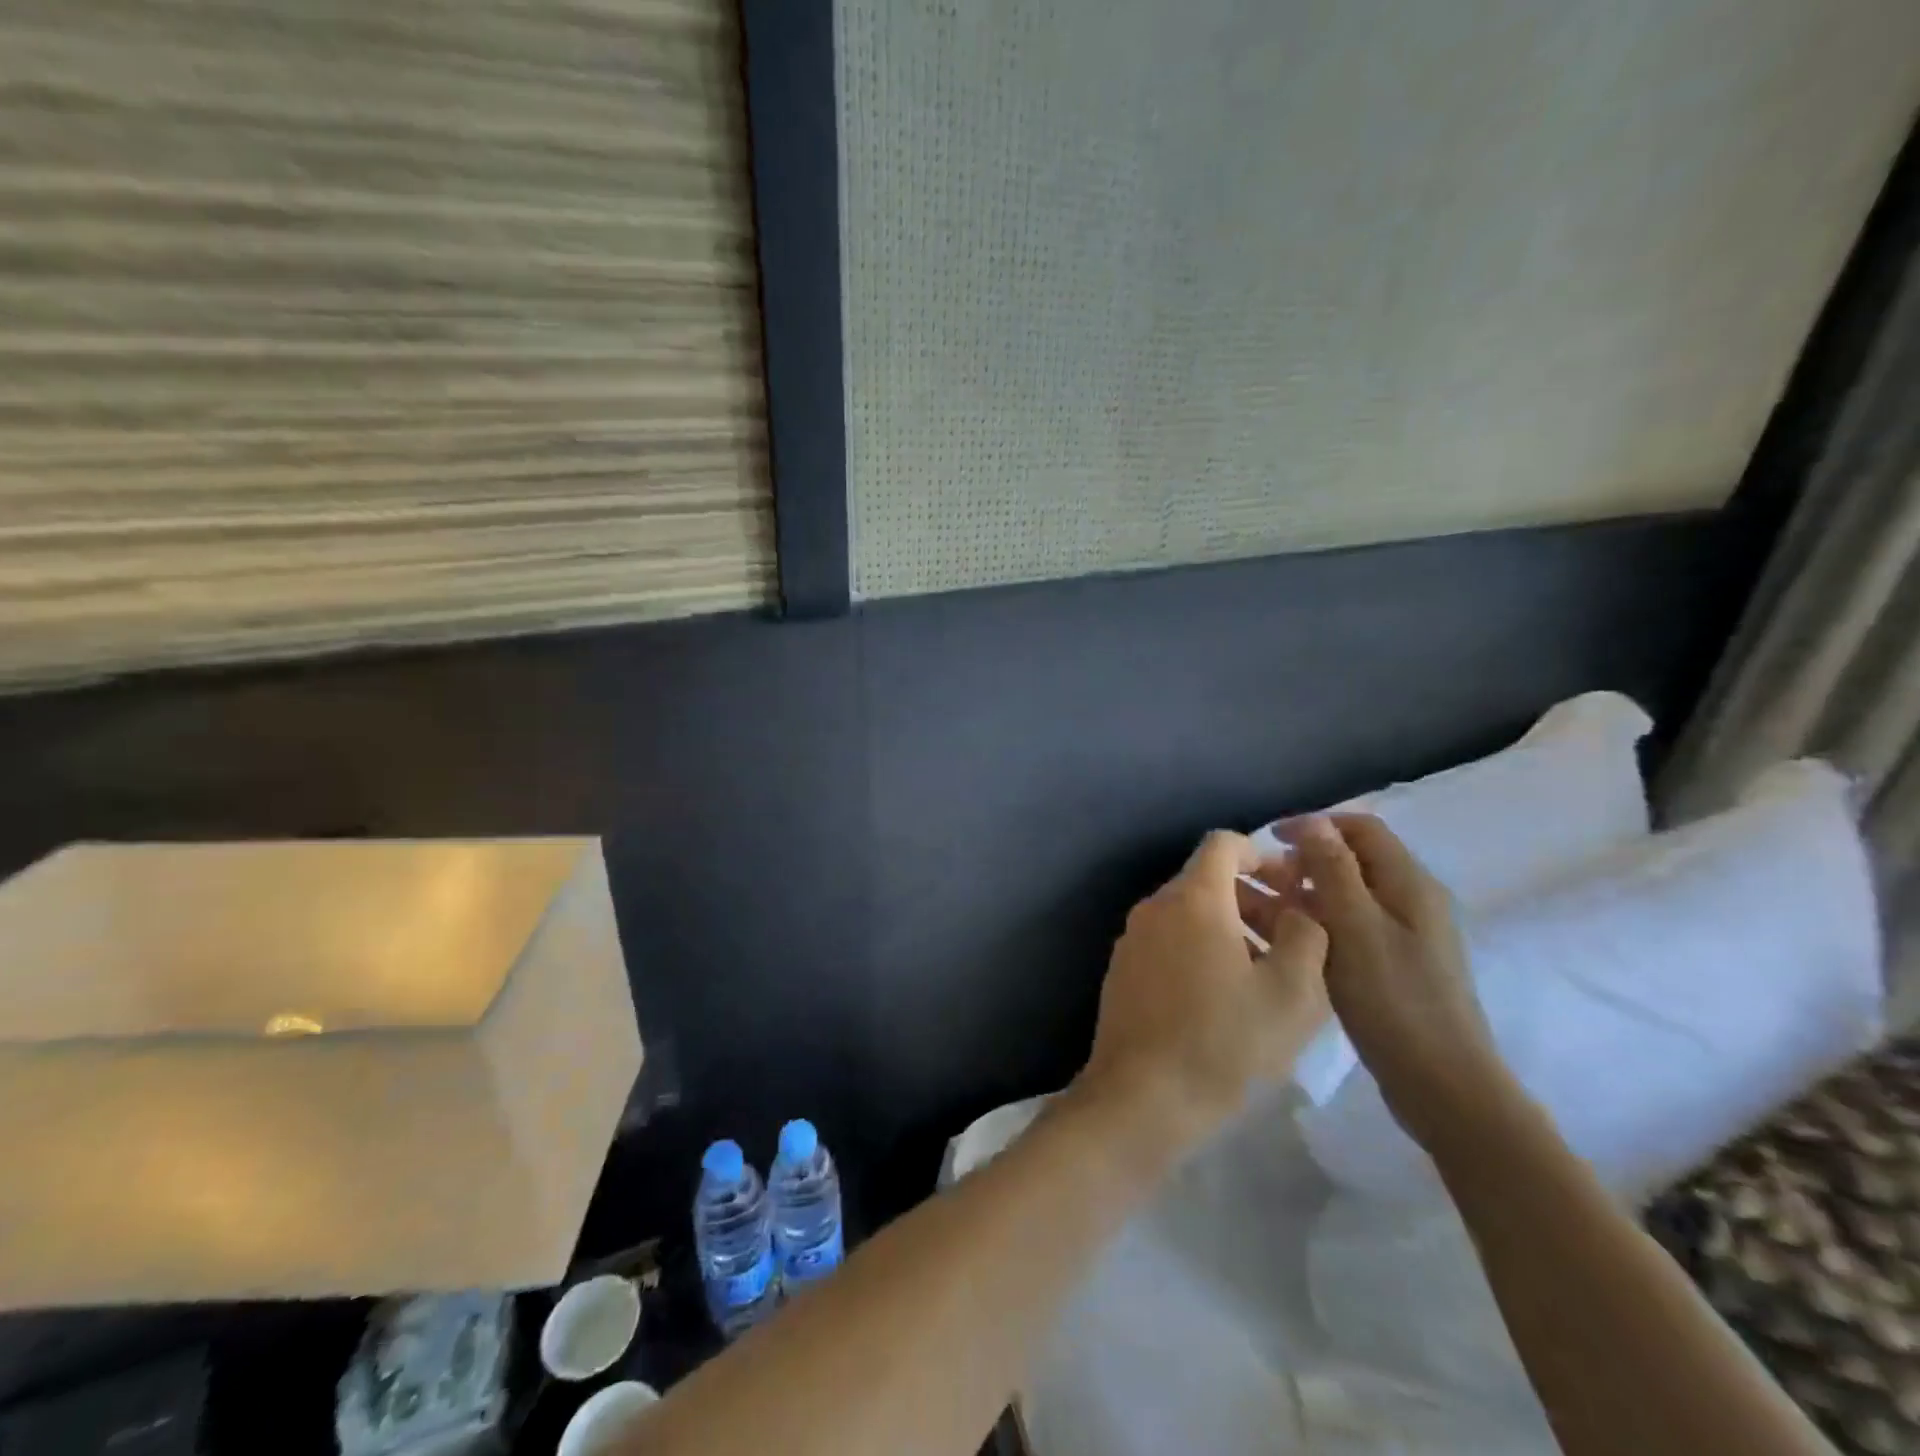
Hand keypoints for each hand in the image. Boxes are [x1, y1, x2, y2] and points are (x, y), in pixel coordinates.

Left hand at [1076, 831, 1329, 1164]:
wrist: (1141, 1098)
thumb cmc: (1223, 1042)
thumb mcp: (1292, 993)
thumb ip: (1306, 936)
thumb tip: (1299, 910)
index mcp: (1192, 899)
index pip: (1224, 844)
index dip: (1264, 856)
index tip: (1294, 889)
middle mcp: (1154, 907)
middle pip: (1207, 879)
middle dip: (1254, 897)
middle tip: (1292, 938)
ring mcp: (1132, 939)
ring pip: (1188, 913)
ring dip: (1231, 927)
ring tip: (1266, 975)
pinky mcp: (1122, 970)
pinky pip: (1168, 941)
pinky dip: (1200, 949)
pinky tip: (1224, 998)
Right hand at [1275, 814, 1514, 1151]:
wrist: (1443, 1085)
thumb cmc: (1395, 1000)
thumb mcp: (1356, 927)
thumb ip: (1334, 871)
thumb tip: (1313, 823)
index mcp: (1409, 885)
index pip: (1362, 829)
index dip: (1315, 825)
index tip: (1270, 839)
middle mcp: (1411, 901)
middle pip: (1353, 861)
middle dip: (1305, 860)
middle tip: (1260, 878)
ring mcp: (1404, 936)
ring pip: (1347, 896)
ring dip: (1305, 893)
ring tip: (1260, 908)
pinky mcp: (1393, 966)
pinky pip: (1348, 927)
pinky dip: (1316, 923)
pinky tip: (1288, 940)